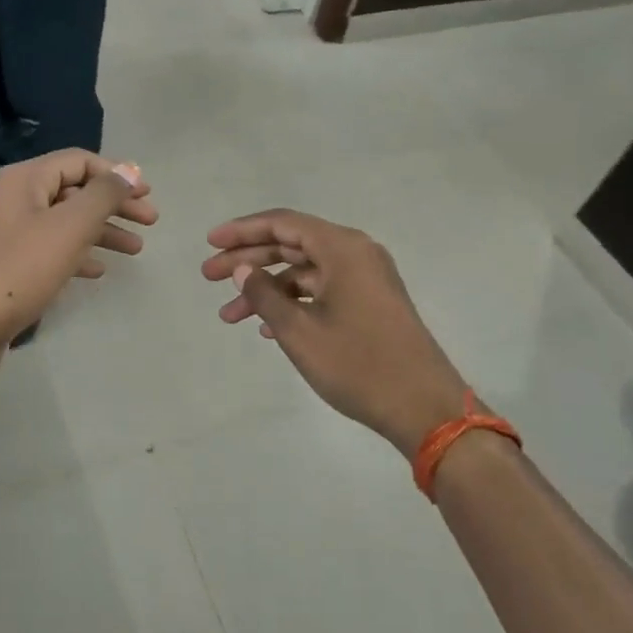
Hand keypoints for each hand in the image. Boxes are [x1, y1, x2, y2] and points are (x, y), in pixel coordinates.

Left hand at [0, 151, 155, 382]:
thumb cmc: (19, 269)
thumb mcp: (69, 227)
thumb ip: (103, 195)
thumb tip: (129, 171)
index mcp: (24, 180)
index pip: (79, 161)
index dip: (117, 174)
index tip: (148, 194)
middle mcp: (14, 198)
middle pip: (74, 191)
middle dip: (115, 205)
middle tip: (150, 222)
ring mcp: (8, 233)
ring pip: (65, 222)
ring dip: (102, 232)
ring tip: (135, 250)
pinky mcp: (7, 264)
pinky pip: (50, 248)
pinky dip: (77, 254)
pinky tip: (98, 271)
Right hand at [202, 209, 473, 458]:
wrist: (423, 408)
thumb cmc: (358, 364)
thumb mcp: (300, 331)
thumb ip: (264, 294)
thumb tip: (242, 269)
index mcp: (343, 248)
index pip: (283, 224)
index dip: (243, 231)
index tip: (211, 243)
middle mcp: (357, 254)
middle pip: (292, 245)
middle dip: (248, 260)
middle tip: (208, 277)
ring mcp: (367, 279)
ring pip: (305, 272)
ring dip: (267, 289)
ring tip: (229, 316)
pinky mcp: (371, 302)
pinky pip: (323, 290)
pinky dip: (293, 302)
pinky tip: (267, 327)